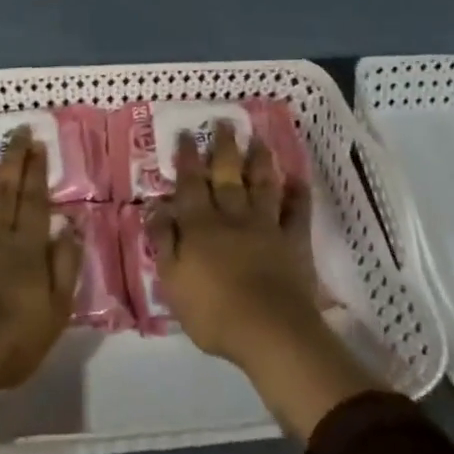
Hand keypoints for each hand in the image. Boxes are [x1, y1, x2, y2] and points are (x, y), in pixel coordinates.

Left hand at [0, 129, 81, 389]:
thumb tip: (70, 226)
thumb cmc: (15, 337)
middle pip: (5, 191)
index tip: (38, 143)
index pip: (35, 201)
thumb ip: (65, 265)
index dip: (37, 171)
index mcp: (27, 248)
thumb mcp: (57, 308)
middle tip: (16, 130)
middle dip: (12, 158)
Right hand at [150, 122, 323, 369]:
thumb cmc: (212, 311)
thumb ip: (164, 241)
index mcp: (200, 225)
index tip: (187, 133)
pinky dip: (298, 195)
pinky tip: (298, 180)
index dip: (187, 159)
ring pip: (262, 185)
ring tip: (258, 140)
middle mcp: (232, 216)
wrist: (269, 331)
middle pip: (227, 175)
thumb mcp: (172, 280)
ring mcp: (266, 226)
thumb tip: (155, 207)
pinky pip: (297, 213)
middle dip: (224, 147)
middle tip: (224, 122)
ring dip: (260, 161)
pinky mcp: (293, 242)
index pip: (190, 184)